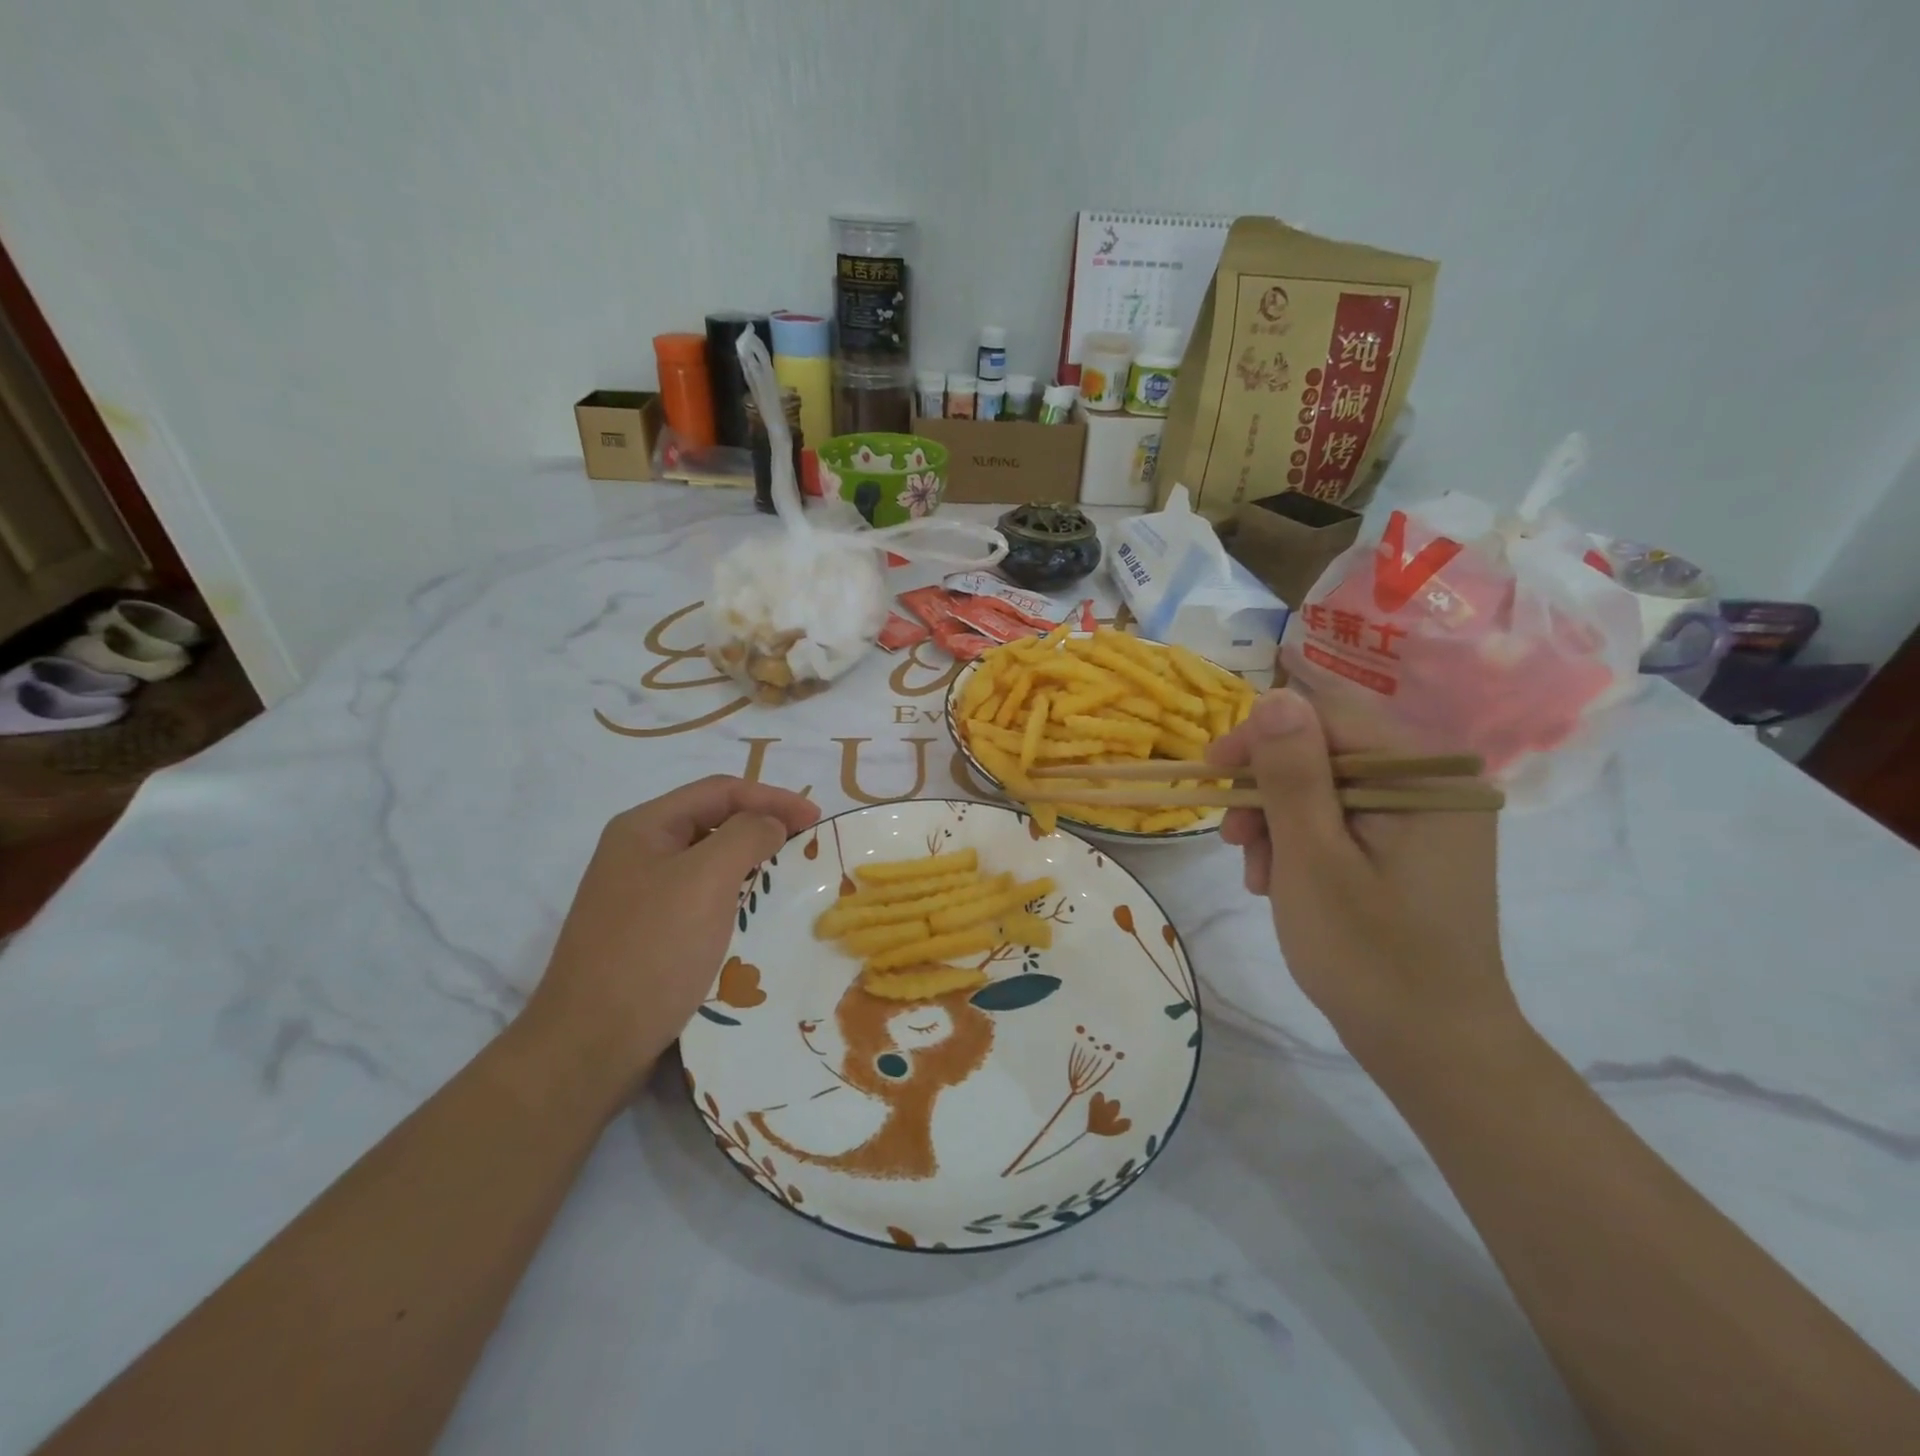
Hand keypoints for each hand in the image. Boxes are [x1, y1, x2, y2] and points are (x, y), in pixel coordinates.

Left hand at [522, 776, 818, 1104]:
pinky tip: (755, 914)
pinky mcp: (647, 932)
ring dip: (751, 862)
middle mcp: (638, 852)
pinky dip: (734, 895)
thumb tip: (770, 823)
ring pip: (707, 861)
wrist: (590, 1044)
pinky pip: (700, 897)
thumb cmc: (652, 950)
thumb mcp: (706, 879)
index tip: (817, 819)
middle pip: (713, 821)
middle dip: (763, 826)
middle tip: (807, 845)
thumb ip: (746, 835)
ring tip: (789, 876)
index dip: (772, 797)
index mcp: (644, 827)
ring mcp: (639, 894)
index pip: (720, 791)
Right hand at [1206, 687, 1516, 1052]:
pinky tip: (1280, 882)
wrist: (1434, 1049)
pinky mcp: (1411, 849)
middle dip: (1268, 791)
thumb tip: (1274, 698)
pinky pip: (1342, 821)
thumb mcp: (1312, 857)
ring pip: (1327, 788)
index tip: (1212, 774)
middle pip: (1327, 752)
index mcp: (1427, 776)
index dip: (1263, 737)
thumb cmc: (1369, 953)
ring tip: (1256, 874)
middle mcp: (1435, 784)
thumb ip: (1292, 773)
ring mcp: (1426, 819)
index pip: (1330, 717)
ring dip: (1278, 822)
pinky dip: (1301, 844)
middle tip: (1233, 839)